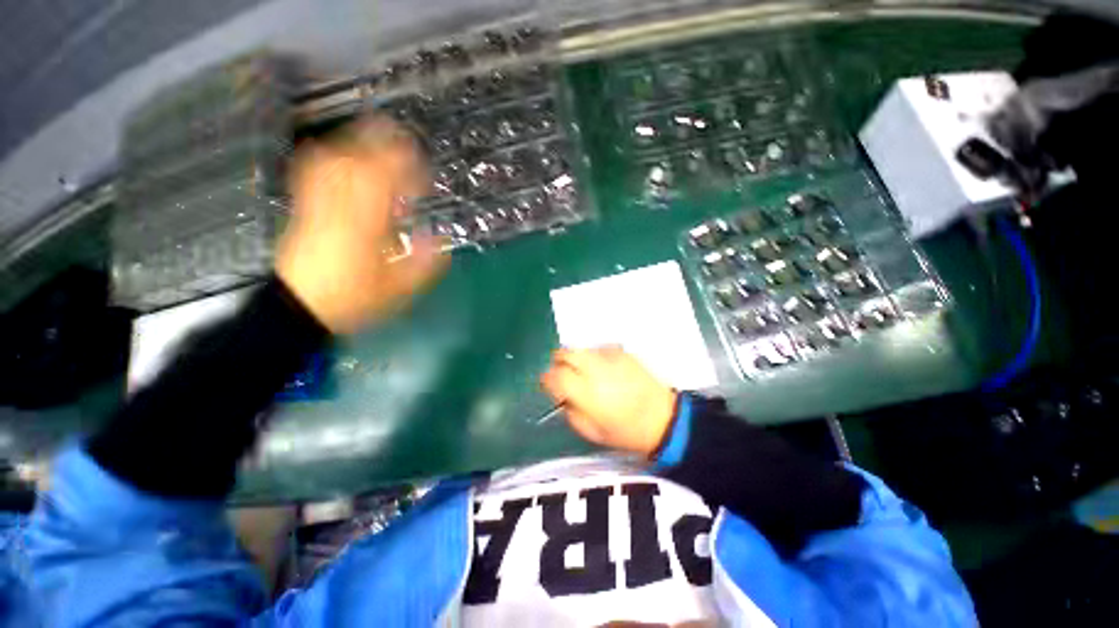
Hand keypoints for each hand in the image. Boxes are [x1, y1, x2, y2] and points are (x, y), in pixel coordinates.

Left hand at [276, 117, 447, 332]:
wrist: (300, 307)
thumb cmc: (354, 299)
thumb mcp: (399, 288)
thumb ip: (424, 262)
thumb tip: (440, 237)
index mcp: (366, 225)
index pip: (385, 181)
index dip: (406, 167)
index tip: (424, 169)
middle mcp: (340, 206)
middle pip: (357, 160)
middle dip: (382, 143)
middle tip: (404, 138)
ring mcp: (318, 203)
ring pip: (334, 160)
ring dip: (357, 143)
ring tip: (378, 138)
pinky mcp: (306, 207)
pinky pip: (314, 170)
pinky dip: (331, 155)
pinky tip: (342, 154)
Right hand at [540, 347, 677, 456]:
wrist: (663, 418)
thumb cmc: (627, 431)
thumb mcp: (592, 432)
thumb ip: (571, 412)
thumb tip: (562, 396)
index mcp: (586, 392)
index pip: (555, 376)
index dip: (547, 378)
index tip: (549, 383)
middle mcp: (595, 369)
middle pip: (565, 353)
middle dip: (558, 362)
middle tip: (563, 373)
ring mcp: (609, 357)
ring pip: (580, 349)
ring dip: (576, 359)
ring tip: (586, 373)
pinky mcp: (622, 352)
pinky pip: (598, 349)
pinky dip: (594, 357)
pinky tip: (604, 370)